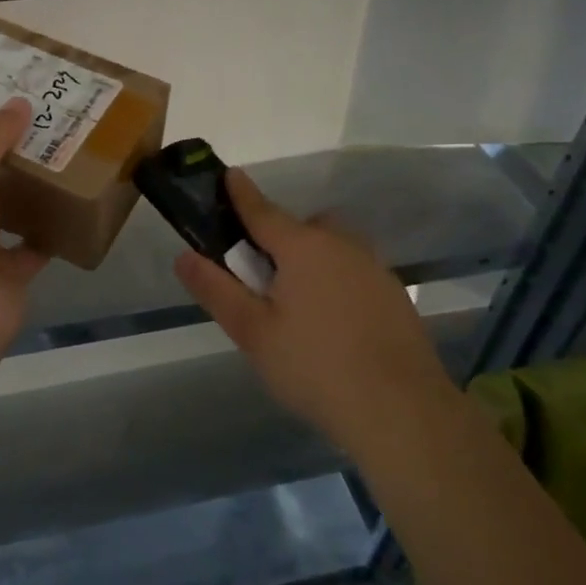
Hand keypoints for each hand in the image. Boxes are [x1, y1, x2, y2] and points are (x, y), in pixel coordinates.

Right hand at [174, 171, 453, 458]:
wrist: (402, 410)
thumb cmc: (315, 367)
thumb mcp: (253, 332)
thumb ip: (216, 290)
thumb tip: (183, 256)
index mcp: (302, 247)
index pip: (261, 210)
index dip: (241, 193)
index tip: (228, 174)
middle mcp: (341, 245)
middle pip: (302, 228)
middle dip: (280, 239)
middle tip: (263, 278)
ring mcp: (374, 267)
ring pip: (333, 248)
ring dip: (312, 260)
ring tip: (299, 307)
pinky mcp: (395, 294)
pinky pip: (355, 272)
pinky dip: (337, 282)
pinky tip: (334, 325)